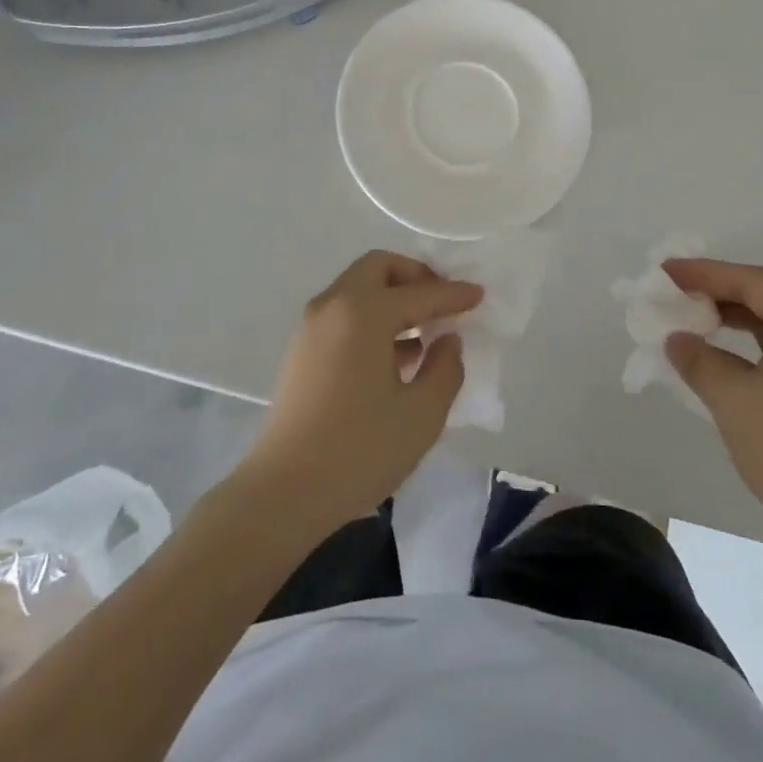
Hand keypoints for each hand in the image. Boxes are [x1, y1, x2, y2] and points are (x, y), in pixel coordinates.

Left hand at [238, 251, 479, 533]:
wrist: (284, 493)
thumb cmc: (359, 450)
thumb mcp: (421, 414)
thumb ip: (445, 368)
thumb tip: (446, 340)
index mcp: (364, 312)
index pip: (419, 293)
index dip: (453, 294)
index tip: (479, 295)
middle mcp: (333, 306)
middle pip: (378, 268)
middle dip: (414, 277)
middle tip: (442, 302)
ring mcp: (311, 327)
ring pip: (358, 289)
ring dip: (392, 298)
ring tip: (424, 332)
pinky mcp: (301, 352)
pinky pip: (344, 314)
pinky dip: (372, 318)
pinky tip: (395, 357)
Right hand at [663, 258, 762, 567]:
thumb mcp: (733, 400)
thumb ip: (698, 359)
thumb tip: (676, 339)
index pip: (754, 281)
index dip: (706, 272)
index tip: (666, 271)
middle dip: (719, 287)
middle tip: (675, 288)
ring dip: (731, 313)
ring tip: (690, 313)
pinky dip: (746, 339)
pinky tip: (717, 349)